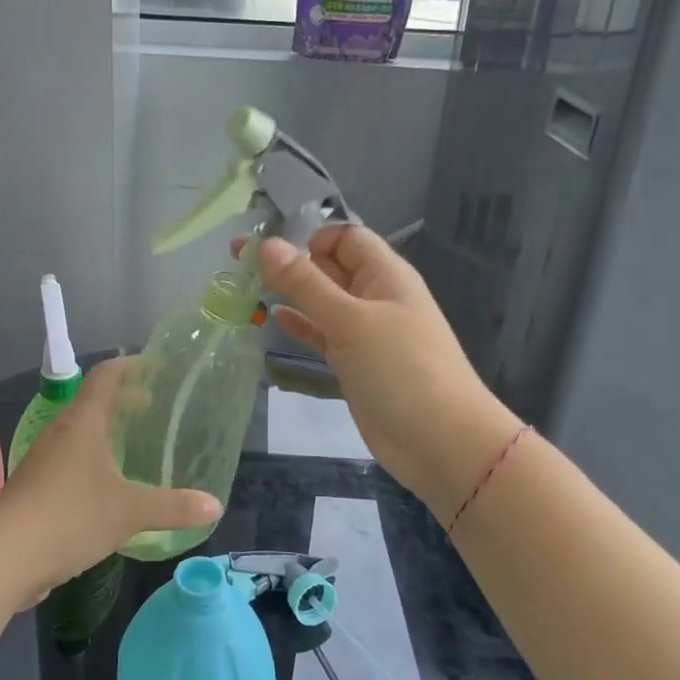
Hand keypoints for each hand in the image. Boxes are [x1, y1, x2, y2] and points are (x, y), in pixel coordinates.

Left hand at [0, 357, 220, 605]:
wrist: (3, 559)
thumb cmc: (69, 518)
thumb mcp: (130, 512)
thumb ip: (174, 507)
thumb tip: (215, 505)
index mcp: (82, 424)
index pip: (105, 378)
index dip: (131, 366)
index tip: (155, 366)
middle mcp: (60, 434)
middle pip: (93, 404)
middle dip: (123, 401)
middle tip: (152, 408)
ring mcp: (43, 462)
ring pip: (79, 435)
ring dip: (106, 433)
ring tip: (132, 448)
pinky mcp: (34, 489)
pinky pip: (69, 462)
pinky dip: (92, 461)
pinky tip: (107, 488)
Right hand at [251, 226, 521, 517]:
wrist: (440, 441)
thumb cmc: (400, 370)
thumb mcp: (350, 320)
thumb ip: (306, 283)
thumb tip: (266, 244)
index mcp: (385, 274)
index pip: (345, 237)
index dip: (310, 238)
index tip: (271, 254)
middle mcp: (376, 297)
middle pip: (331, 267)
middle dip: (291, 263)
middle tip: (239, 264)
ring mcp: (367, 332)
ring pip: (324, 302)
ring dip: (292, 294)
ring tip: (246, 289)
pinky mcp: (357, 363)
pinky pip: (324, 334)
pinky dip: (302, 325)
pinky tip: (274, 319)